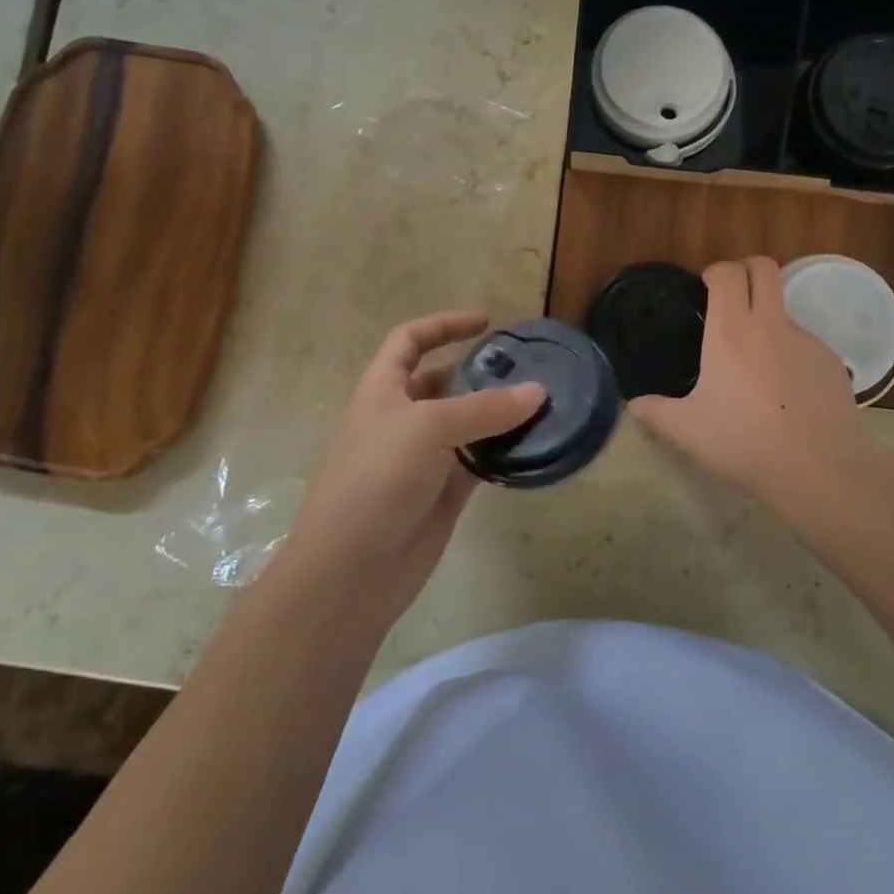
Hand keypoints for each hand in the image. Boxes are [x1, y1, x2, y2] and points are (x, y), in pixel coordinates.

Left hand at [282, 311, 544, 624]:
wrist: (351, 571)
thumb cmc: (377, 479)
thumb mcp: (428, 428)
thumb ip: (485, 408)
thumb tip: (538, 391)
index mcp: (384, 389)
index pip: (411, 340)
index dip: (444, 325)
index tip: (486, 322)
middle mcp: (403, 417)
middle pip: (444, 381)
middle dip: (481, 371)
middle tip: (528, 367)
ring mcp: (424, 456)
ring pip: (467, 423)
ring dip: (499, 412)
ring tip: (542, 402)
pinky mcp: (443, 492)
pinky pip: (479, 460)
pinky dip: (503, 451)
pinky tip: (533, 444)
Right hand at [631, 258, 882, 502]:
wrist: (819, 469)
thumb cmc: (744, 442)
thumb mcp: (687, 431)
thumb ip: (656, 412)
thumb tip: (634, 404)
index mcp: (730, 330)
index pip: (728, 272)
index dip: (716, 271)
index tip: (705, 289)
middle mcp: (770, 324)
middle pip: (764, 267)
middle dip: (747, 270)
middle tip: (732, 299)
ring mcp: (806, 340)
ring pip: (785, 308)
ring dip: (768, 319)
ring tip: (757, 365)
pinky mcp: (832, 361)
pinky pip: (805, 344)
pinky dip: (791, 355)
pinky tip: (786, 393)